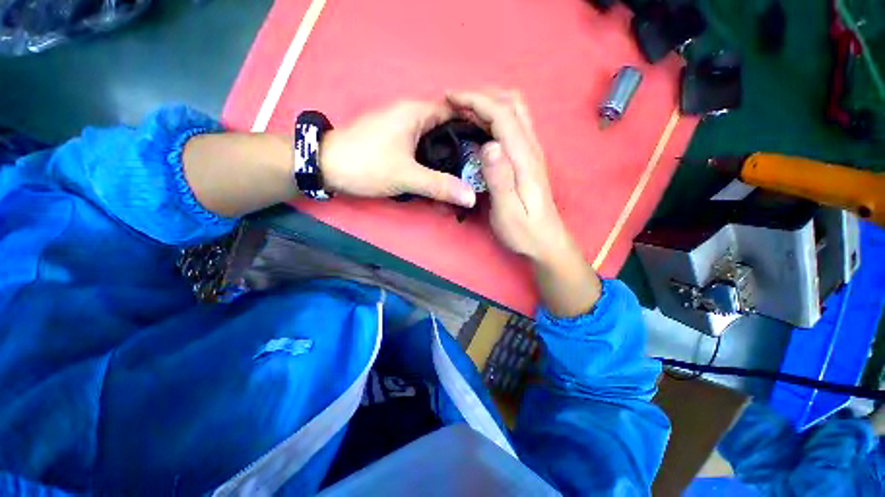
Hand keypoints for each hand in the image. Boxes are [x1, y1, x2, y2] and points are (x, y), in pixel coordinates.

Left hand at [320, 100, 476, 207]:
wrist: (326, 166)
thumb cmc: (366, 164)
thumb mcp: (406, 176)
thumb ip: (440, 186)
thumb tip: (471, 198)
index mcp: (416, 111)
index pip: (457, 111)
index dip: (475, 126)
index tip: (489, 147)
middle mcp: (411, 114)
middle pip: (447, 127)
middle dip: (463, 147)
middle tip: (479, 167)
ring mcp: (402, 128)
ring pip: (434, 140)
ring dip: (447, 157)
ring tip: (464, 175)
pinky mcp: (396, 142)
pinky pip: (421, 148)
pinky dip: (432, 161)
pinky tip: (440, 177)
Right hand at [448, 89, 600, 315]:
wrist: (546, 242)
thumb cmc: (524, 231)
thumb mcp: (508, 210)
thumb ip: (500, 178)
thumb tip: (488, 144)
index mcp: (524, 158)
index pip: (502, 115)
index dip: (476, 101)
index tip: (450, 97)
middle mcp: (531, 148)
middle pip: (512, 105)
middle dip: (482, 96)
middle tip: (455, 103)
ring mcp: (531, 152)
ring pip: (515, 112)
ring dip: (489, 104)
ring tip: (464, 110)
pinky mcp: (528, 160)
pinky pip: (513, 126)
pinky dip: (495, 117)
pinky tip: (481, 128)